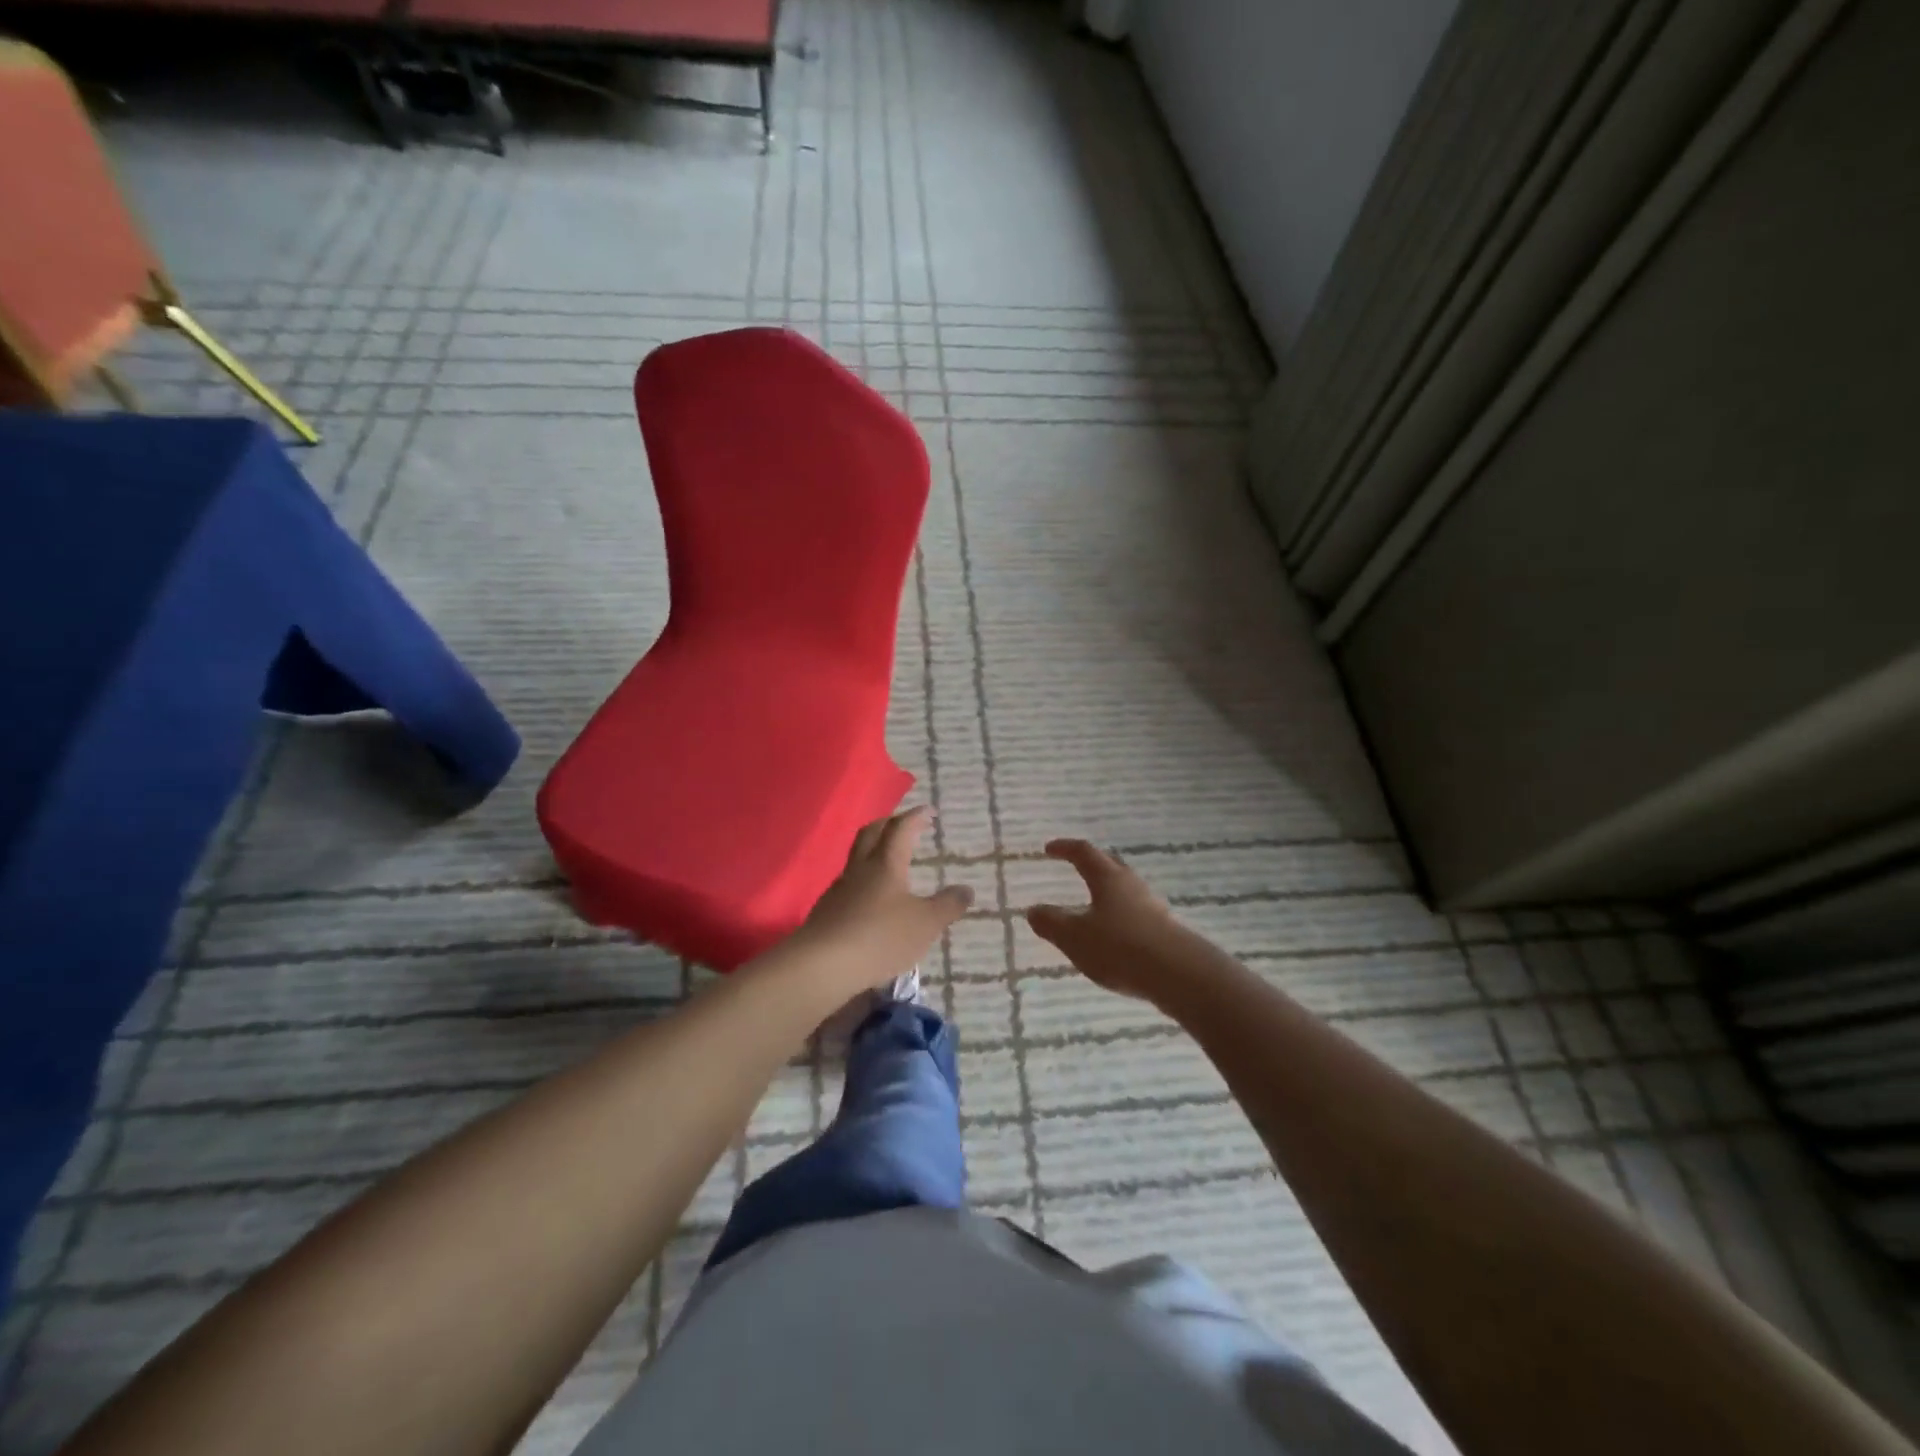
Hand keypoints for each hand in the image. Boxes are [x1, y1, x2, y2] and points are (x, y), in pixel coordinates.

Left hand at [791, 807, 973, 996]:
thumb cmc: (881, 936)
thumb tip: (967, 889)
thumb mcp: (926, 924)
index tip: (929, 811)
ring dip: (873, 852)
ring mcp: (839, 889)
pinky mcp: (827, 912)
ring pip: (857, 859)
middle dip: (888, 824)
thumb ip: (948, 905)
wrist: (823, 965)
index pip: (901, 829)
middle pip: (871, 834)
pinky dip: (864, 882)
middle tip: (904, 824)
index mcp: (886, 863)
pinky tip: (872, 900)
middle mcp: (860, 869)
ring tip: (890, 863)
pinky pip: (849, 885)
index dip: (915, 817)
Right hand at [1026, 839, 1187, 1001]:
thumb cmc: (1120, 947)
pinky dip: (1121, 916)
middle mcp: (1131, 885)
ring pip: (1126, 890)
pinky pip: (1136, 914)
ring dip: (1108, 893)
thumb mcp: (1074, 937)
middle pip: (1110, 865)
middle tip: (1076, 866)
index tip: (1049, 848)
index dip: (1065, 848)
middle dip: (1091, 863)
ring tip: (1093, 906)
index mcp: (1107, 878)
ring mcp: (1152, 907)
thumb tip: (1033, 910)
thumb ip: (1051, 922)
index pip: (1083, 852)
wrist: (1179, 975)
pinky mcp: (1165, 930)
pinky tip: (1115, 935)